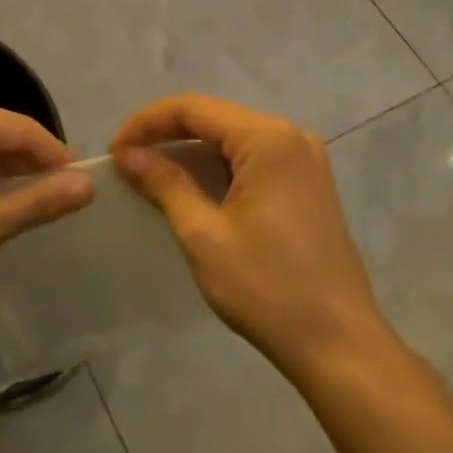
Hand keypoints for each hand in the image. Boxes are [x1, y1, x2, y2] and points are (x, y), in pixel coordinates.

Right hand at [112, 95, 390, 380]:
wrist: (338, 343)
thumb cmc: (267, 288)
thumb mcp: (204, 235)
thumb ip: (165, 184)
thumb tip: (127, 154)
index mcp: (268, 139)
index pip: (193, 109)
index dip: (146, 123)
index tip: (114, 151)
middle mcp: (291, 136)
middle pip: (214, 117)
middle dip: (165, 134)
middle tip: (126, 162)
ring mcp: (305, 159)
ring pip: (232, 137)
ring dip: (189, 150)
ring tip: (149, 173)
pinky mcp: (307, 183)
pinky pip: (252, 158)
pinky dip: (216, 166)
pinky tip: (191, 187)